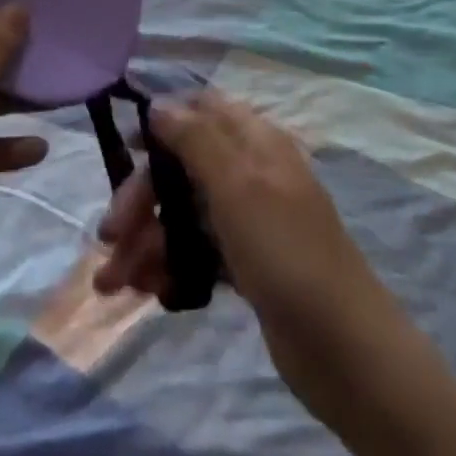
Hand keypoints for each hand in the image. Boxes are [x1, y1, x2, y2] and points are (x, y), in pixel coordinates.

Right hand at [93, 91, 403, 429]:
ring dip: (146, 240)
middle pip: (182, 167)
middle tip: (108, 237)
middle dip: (140, 198)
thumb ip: (196, 138)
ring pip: (184, 213)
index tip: (124, 147)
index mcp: (255, 142)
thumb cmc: (287, 253)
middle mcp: (250, 172)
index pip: (202, 110)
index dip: (161, 123)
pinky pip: (197, 251)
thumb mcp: (238, 185)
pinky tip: (148, 291)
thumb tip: (158, 103)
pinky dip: (169, 264)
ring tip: (114, 283)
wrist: (346, 352)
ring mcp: (249, 220)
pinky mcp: (247, 264)